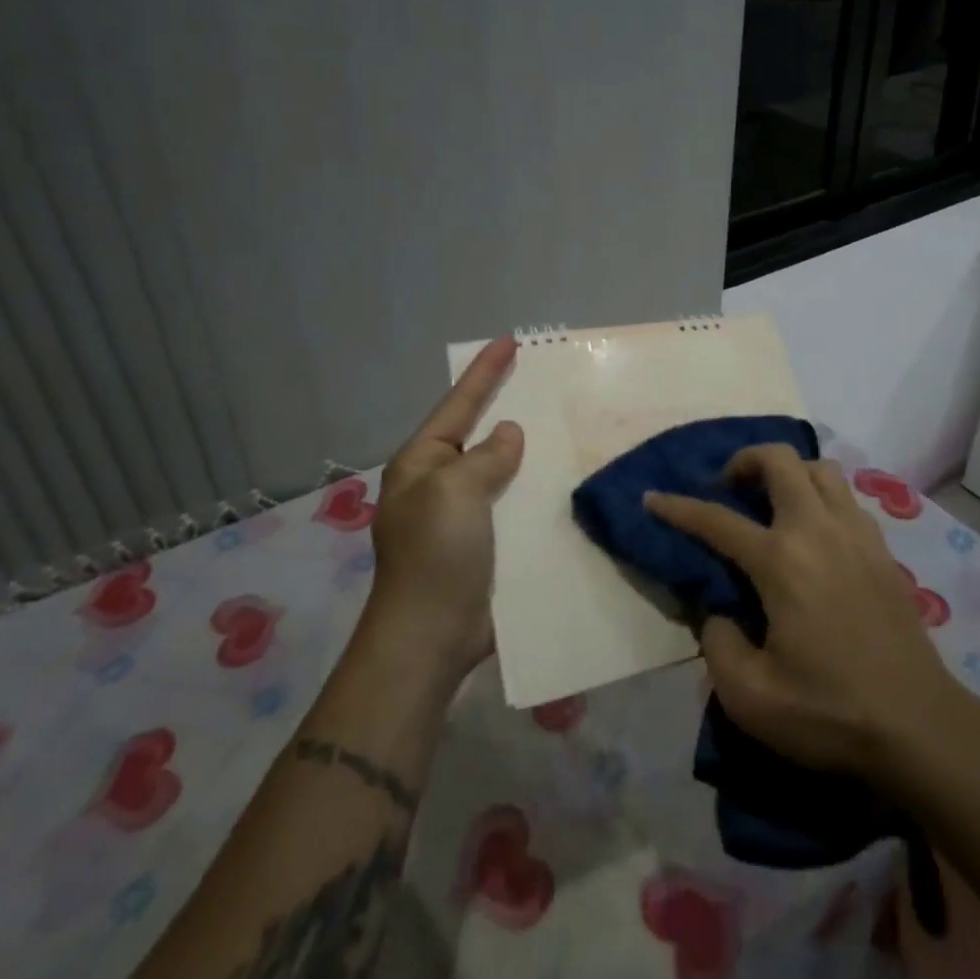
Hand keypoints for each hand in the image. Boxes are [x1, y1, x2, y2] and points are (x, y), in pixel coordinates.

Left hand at [364, 337, 523, 680]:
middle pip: (476, 432)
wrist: (430, 637)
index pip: (458, 404)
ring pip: (497, 467)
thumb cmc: (436, 554)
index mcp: (421, 463)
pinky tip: (558, 478)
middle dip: (503, 405)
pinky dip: (530, 486)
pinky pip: (509, 501)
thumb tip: (508, 434)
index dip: (484, 372)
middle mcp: (437, 483)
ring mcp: (459, 515)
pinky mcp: (481, 543)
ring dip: (523, 449)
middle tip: (537, 379)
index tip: (509, 341)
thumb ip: (486, 457)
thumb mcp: (457, 491)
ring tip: (557, 423)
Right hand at [647, 446, 959, 782]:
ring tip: (772, 503)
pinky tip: (813, 532)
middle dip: (745, 460)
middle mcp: (817, 531)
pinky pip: (846, 498)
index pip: (717, 520)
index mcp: (781, 561)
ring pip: (820, 469)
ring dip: (789, 473)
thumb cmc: (831, 713)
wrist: (920, 727)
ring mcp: (856, 534)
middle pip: (780, 461)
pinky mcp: (882, 550)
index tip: (652, 498)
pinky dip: (820, 496)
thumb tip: (719, 613)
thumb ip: (718, 645)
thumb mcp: (751, 698)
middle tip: (729, 489)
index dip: (678, 507)